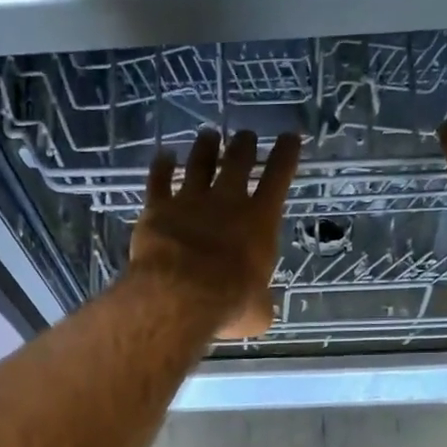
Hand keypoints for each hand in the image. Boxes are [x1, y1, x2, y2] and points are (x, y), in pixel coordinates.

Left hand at [127, 128, 299, 339]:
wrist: (180, 294)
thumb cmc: (229, 303)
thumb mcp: (257, 311)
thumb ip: (260, 302)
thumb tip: (259, 308)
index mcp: (260, 221)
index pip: (279, 177)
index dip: (286, 155)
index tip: (290, 137)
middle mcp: (227, 202)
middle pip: (238, 162)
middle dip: (244, 146)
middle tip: (246, 136)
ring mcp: (189, 201)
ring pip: (199, 163)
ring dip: (205, 148)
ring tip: (209, 136)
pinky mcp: (157, 209)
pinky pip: (159, 181)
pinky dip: (161, 167)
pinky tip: (163, 156)